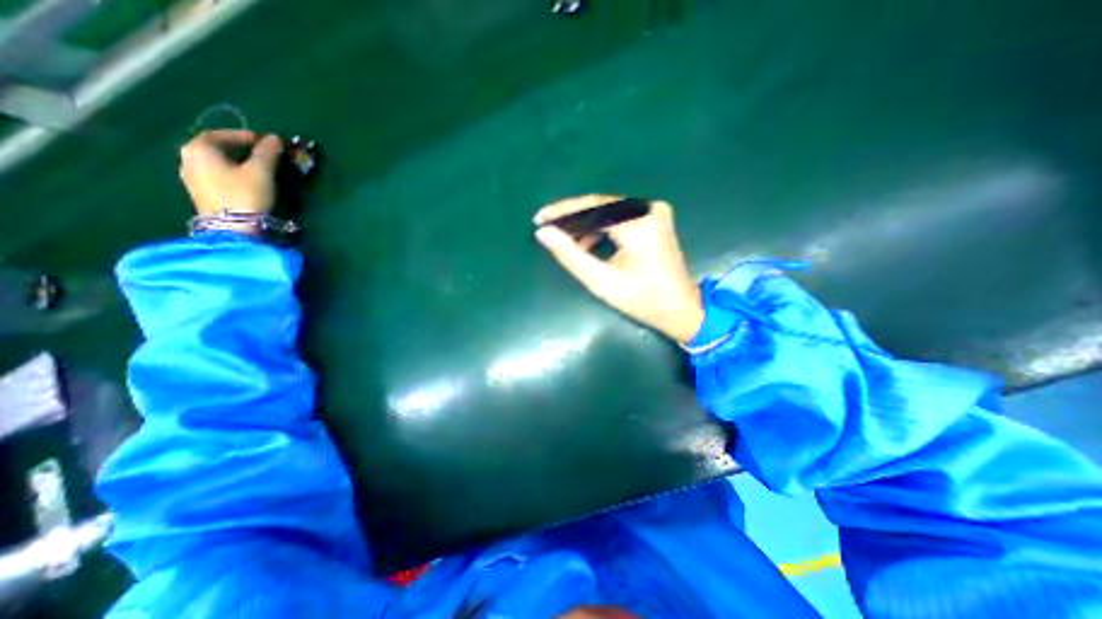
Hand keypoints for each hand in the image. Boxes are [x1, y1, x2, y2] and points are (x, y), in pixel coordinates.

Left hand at [178, 129, 280, 216]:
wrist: (234, 228)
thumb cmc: (246, 194)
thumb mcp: (261, 172)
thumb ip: (267, 153)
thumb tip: (274, 138)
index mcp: (199, 148)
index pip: (222, 134)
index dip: (246, 136)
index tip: (267, 141)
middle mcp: (188, 158)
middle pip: (216, 147)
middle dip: (240, 149)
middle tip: (263, 153)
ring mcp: (191, 177)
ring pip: (216, 162)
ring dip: (236, 161)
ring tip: (257, 168)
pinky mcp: (200, 193)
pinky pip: (216, 175)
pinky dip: (231, 172)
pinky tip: (246, 180)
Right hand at [536, 193, 705, 342]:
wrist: (681, 308)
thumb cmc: (642, 300)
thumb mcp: (602, 281)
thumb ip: (571, 255)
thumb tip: (544, 233)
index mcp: (638, 224)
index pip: (591, 208)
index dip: (563, 212)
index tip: (539, 218)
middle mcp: (648, 209)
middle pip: (600, 206)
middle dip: (572, 217)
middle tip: (548, 228)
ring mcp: (654, 211)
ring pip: (608, 210)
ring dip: (585, 223)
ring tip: (566, 240)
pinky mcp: (655, 218)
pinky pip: (619, 216)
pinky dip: (601, 227)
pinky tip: (588, 242)